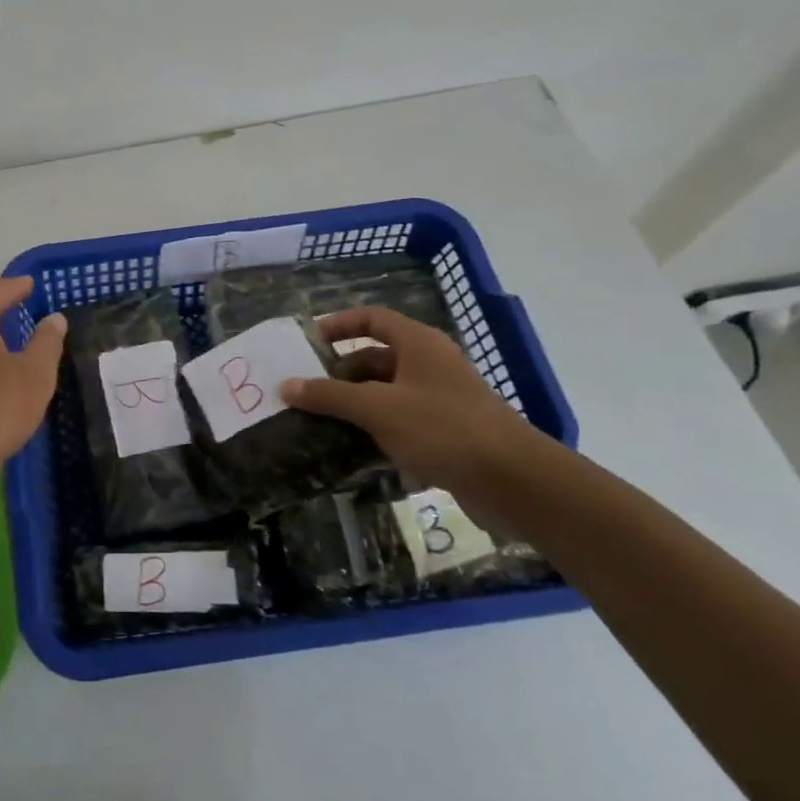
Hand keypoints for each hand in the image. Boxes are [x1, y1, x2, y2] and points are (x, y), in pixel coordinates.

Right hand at [280, 306, 562, 522]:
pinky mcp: (447, 434)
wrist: (513, 481)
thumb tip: (286, 386)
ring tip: (320, 424)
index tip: (308, 343)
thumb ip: (329, 396)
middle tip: (307, 392)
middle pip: (375, 359)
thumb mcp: (377, 408)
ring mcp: (440, 400)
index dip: (339, 325)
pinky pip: (401, 423)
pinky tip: (353, 452)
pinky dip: (377, 432)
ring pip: (387, 394)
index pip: (372, 318)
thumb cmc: (442, 428)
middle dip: (340, 374)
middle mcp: (429, 364)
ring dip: (356, 407)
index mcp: (417, 343)